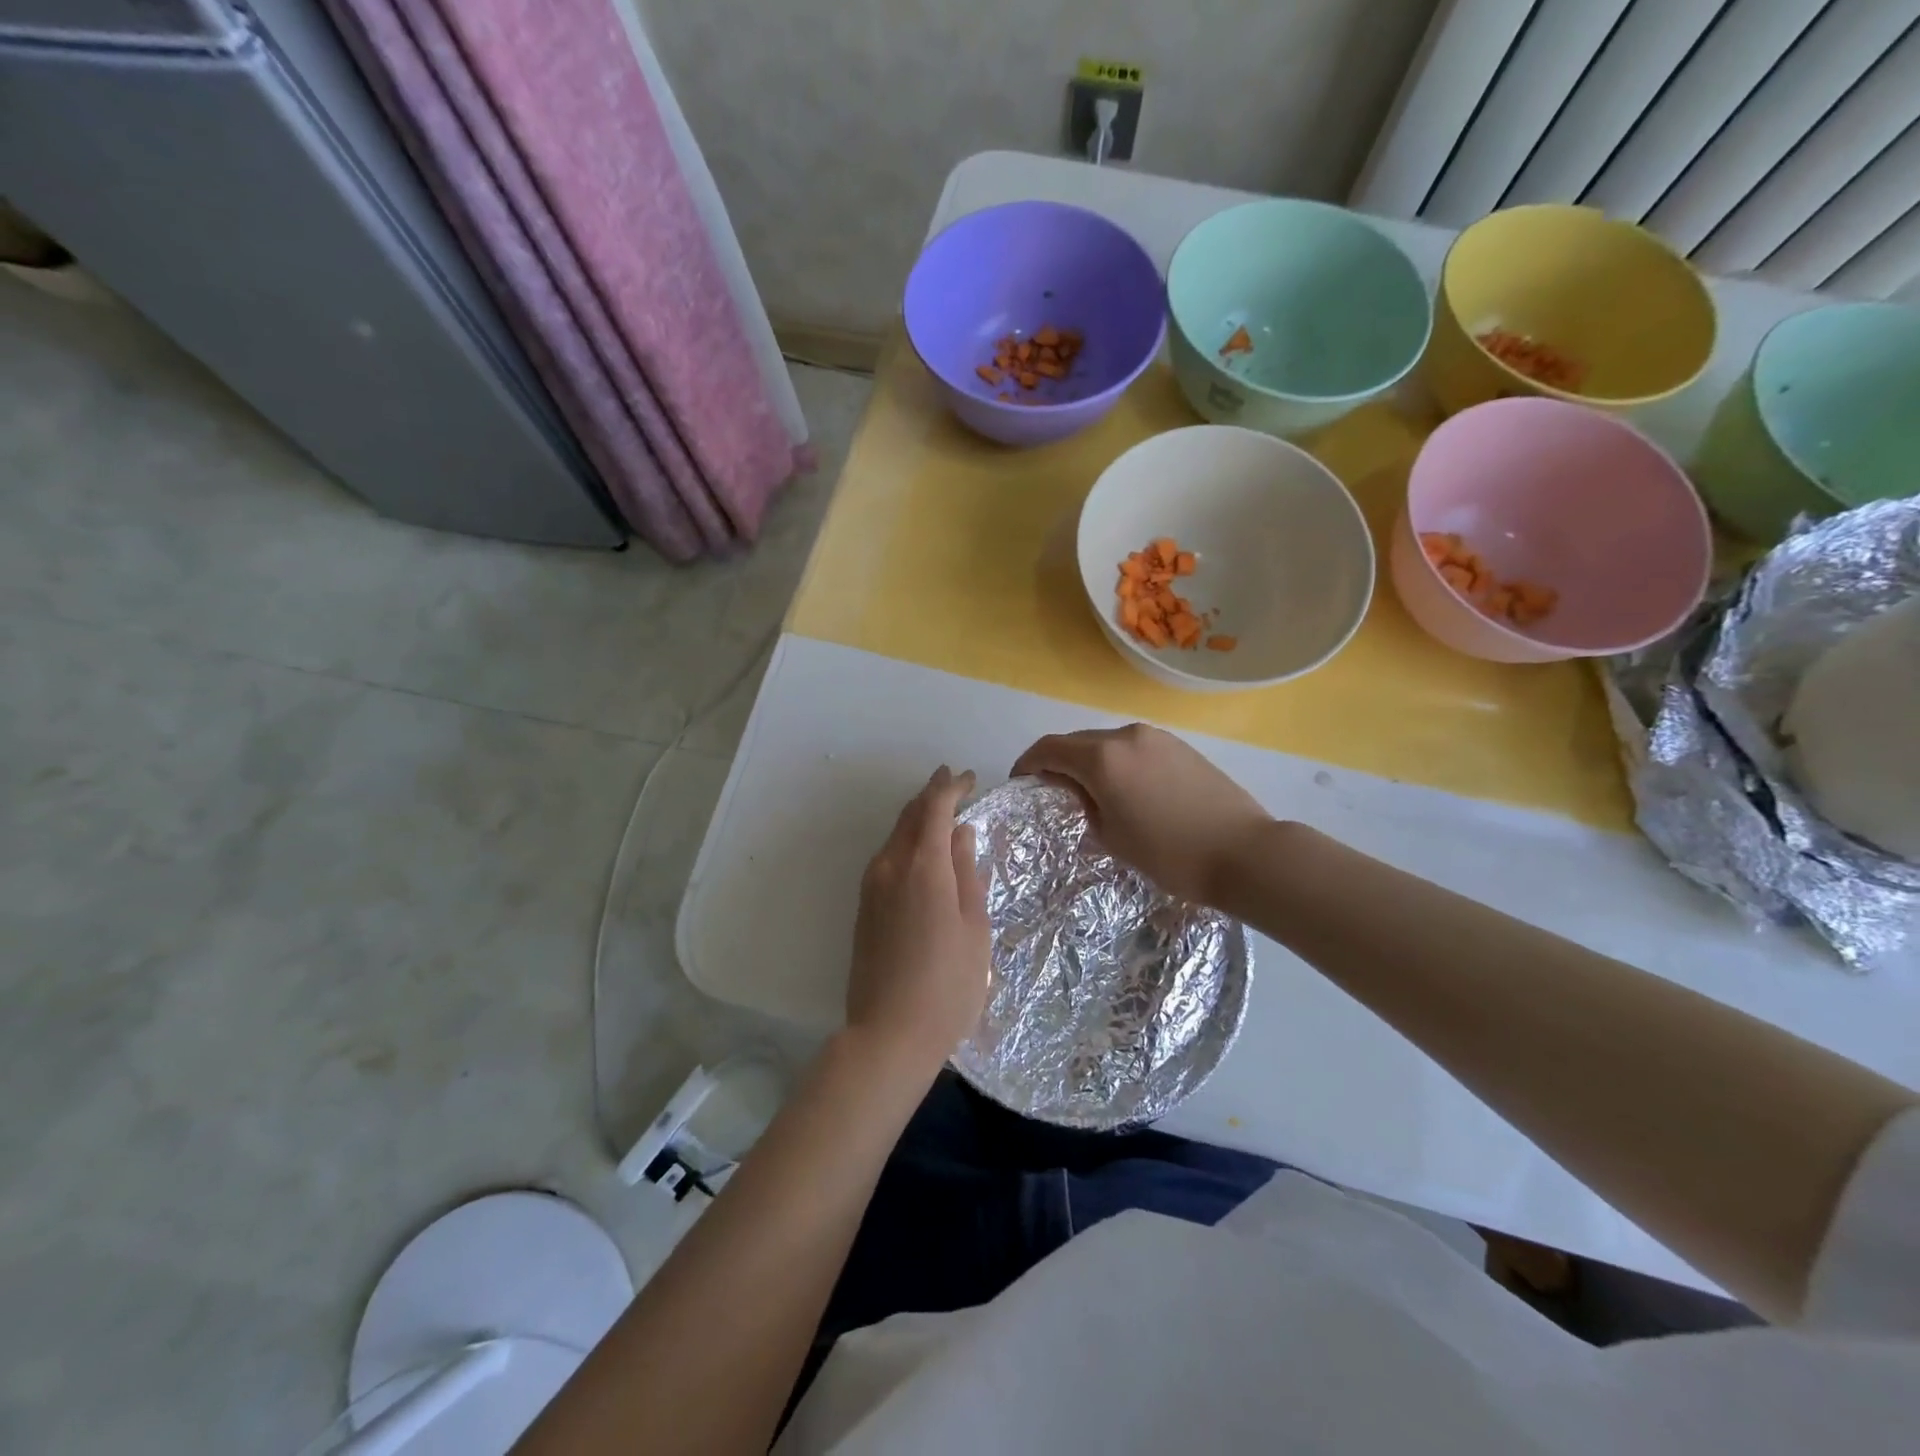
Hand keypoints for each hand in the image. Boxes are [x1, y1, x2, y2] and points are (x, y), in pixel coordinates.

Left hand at [845, 766, 991, 1082]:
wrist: (889, 1033)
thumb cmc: (948, 983)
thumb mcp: (973, 927)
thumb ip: (966, 873)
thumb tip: (961, 833)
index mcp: (922, 867)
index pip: (934, 808)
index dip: (952, 787)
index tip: (971, 778)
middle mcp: (890, 867)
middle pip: (909, 816)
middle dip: (932, 795)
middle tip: (955, 783)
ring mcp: (871, 887)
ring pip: (895, 836)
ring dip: (917, 818)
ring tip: (941, 813)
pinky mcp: (864, 907)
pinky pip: (886, 857)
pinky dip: (906, 841)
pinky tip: (921, 852)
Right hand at [1013, 724, 1271, 905]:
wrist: (1245, 852)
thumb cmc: (1170, 854)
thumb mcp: (1112, 836)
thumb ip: (1084, 804)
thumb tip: (1077, 789)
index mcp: (1103, 758)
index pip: (1049, 749)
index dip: (1028, 763)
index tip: (1020, 782)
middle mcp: (1126, 736)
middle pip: (1077, 741)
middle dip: (1058, 762)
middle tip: (1052, 791)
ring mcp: (1157, 738)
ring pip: (1107, 742)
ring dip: (1090, 761)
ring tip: (1090, 793)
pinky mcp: (1180, 746)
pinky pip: (1134, 748)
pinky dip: (1118, 762)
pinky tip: (1126, 789)